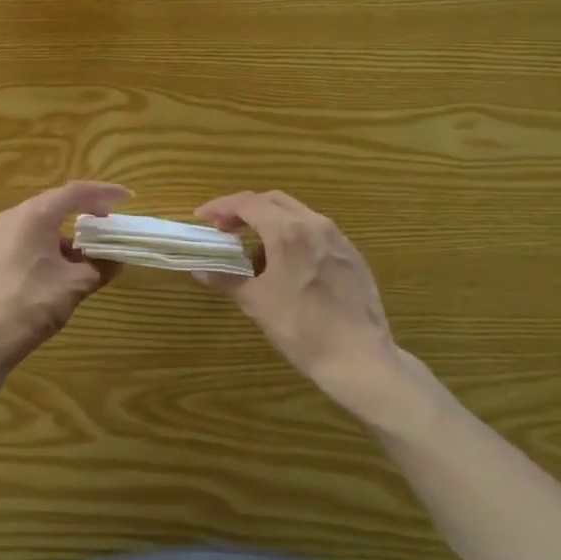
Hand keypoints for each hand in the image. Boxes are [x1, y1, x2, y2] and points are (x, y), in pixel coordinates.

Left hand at [0, 180, 130, 386]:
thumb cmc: (30, 305)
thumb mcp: (74, 285)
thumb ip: (100, 267)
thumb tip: (117, 260)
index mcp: (34, 215)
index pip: (75, 192)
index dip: (104, 193)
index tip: (126, 198)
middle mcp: (13, 218)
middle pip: (55, 205)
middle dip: (85, 213)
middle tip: (108, 225)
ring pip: (40, 225)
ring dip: (67, 235)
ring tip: (87, 255)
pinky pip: (26, 241)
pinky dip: (48, 247)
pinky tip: (59, 271)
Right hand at [194, 191, 411, 418]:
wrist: (360, 359)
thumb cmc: (302, 328)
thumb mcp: (257, 303)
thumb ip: (226, 279)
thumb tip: (200, 269)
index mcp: (288, 231)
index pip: (247, 203)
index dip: (220, 207)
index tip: (202, 218)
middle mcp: (315, 224)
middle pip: (273, 201)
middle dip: (245, 210)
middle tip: (225, 229)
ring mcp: (338, 239)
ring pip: (297, 214)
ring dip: (270, 222)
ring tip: (254, 252)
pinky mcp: (353, 256)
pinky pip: (316, 233)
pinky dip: (293, 236)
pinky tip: (288, 266)